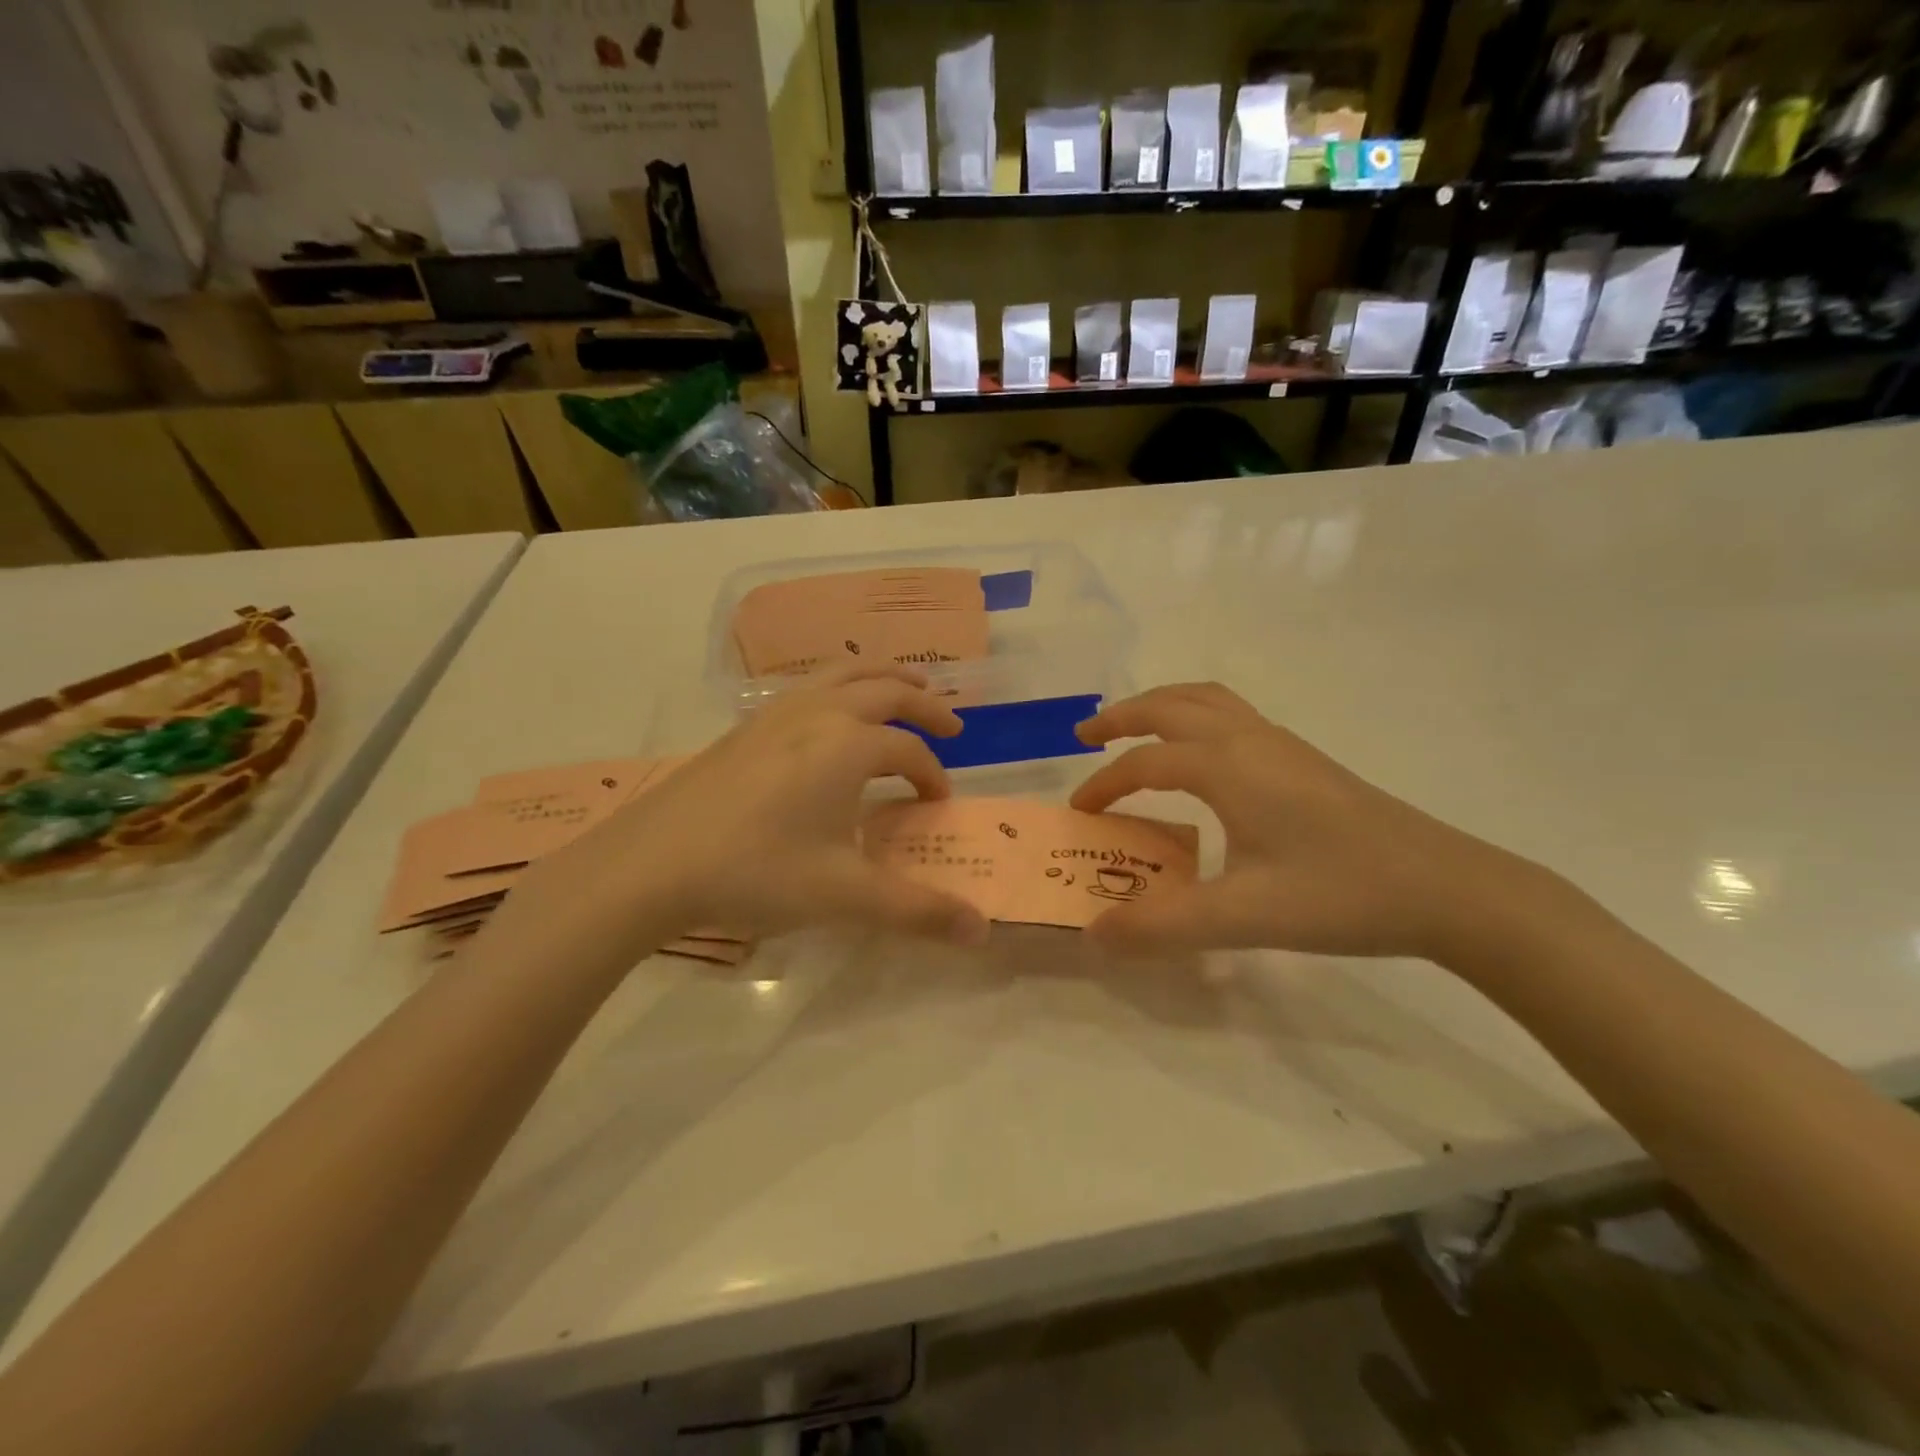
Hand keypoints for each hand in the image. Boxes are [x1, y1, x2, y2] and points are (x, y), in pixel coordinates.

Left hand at [512, 665, 991, 960]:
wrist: (650, 864)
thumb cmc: (756, 872)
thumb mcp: (844, 895)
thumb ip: (917, 910)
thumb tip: (981, 931)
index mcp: (849, 745)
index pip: (909, 752)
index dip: (933, 776)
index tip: (938, 804)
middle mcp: (818, 714)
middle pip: (886, 689)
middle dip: (925, 704)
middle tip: (951, 724)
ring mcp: (776, 713)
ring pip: (843, 673)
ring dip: (882, 678)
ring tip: (903, 690)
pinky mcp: (745, 726)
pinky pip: (808, 686)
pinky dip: (840, 687)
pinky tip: (829, 718)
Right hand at [1071, 683, 1541, 960]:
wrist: (1448, 888)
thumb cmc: (1341, 894)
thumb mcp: (1244, 917)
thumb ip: (1163, 926)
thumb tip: (1094, 934)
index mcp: (1228, 765)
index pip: (1145, 763)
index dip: (1104, 785)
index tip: (1080, 813)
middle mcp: (1250, 740)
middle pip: (1171, 705)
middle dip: (1122, 715)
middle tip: (1086, 735)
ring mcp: (1282, 745)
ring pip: (1207, 701)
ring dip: (1161, 707)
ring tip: (1134, 730)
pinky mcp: (1305, 761)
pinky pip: (1232, 716)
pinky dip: (1195, 718)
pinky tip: (1202, 759)